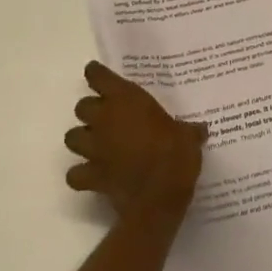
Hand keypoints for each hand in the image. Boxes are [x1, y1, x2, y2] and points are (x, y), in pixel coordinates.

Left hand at [64, 61, 205, 222]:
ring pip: (71, 137)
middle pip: (82, 107)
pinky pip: (74, 174)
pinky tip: (92, 175)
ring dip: (82, 139)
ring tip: (96, 144)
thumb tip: (200, 130)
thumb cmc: (175, 154)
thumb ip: (188, 130)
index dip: (96, 75)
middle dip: (91, 111)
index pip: (99, 76)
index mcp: (126, 99)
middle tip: (107, 118)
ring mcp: (94, 148)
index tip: (98, 75)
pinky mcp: (91, 175)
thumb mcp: (188, 136)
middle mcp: (105, 119)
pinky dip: (80, 174)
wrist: (159, 195)